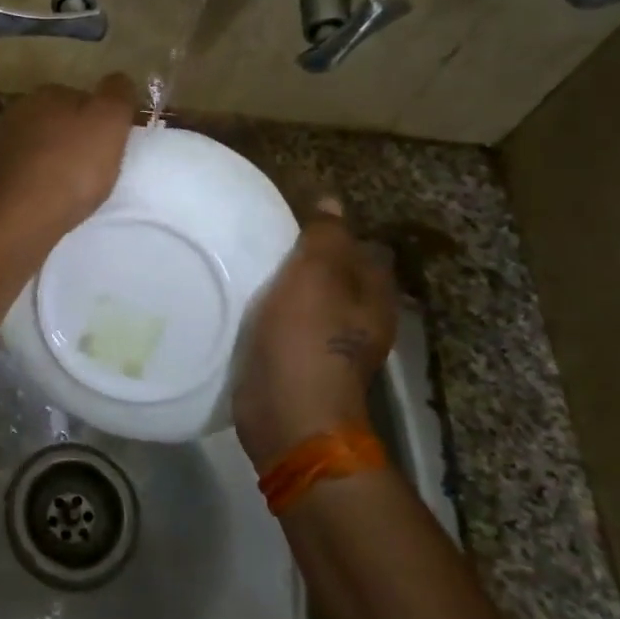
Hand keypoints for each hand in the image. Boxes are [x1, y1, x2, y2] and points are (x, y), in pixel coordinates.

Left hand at [0, 75, 136, 258]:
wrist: (15, 219)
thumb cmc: (70, 169)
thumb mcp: (108, 124)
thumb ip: (117, 95)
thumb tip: (117, 81)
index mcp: (47, 95)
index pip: (81, 98)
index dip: (98, 120)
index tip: (110, 145)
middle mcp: (16, 113)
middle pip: (54, 123)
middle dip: (70, 140)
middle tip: (91, 169)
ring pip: (33, 149)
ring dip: (48, 163)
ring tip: (67, 191)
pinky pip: (16, 176)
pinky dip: (28, 185)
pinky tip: (40, 204)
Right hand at [234, 199, 397, 470]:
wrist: (288, 415)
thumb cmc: (307, 341)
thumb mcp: (315, 276)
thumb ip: (324, 237)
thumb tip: (331, 202)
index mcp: (374, 296)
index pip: (363, 248)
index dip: (334, 231)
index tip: (294, 218)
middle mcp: (359, 320)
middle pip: (335, 275)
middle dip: (306, 258)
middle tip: (265, 239)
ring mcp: (329, 345)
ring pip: (309, 301)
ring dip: (286, 285)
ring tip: (249, 264)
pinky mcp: (298, 363)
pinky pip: (287, 325)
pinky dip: (271, 312)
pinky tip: (245, 302)